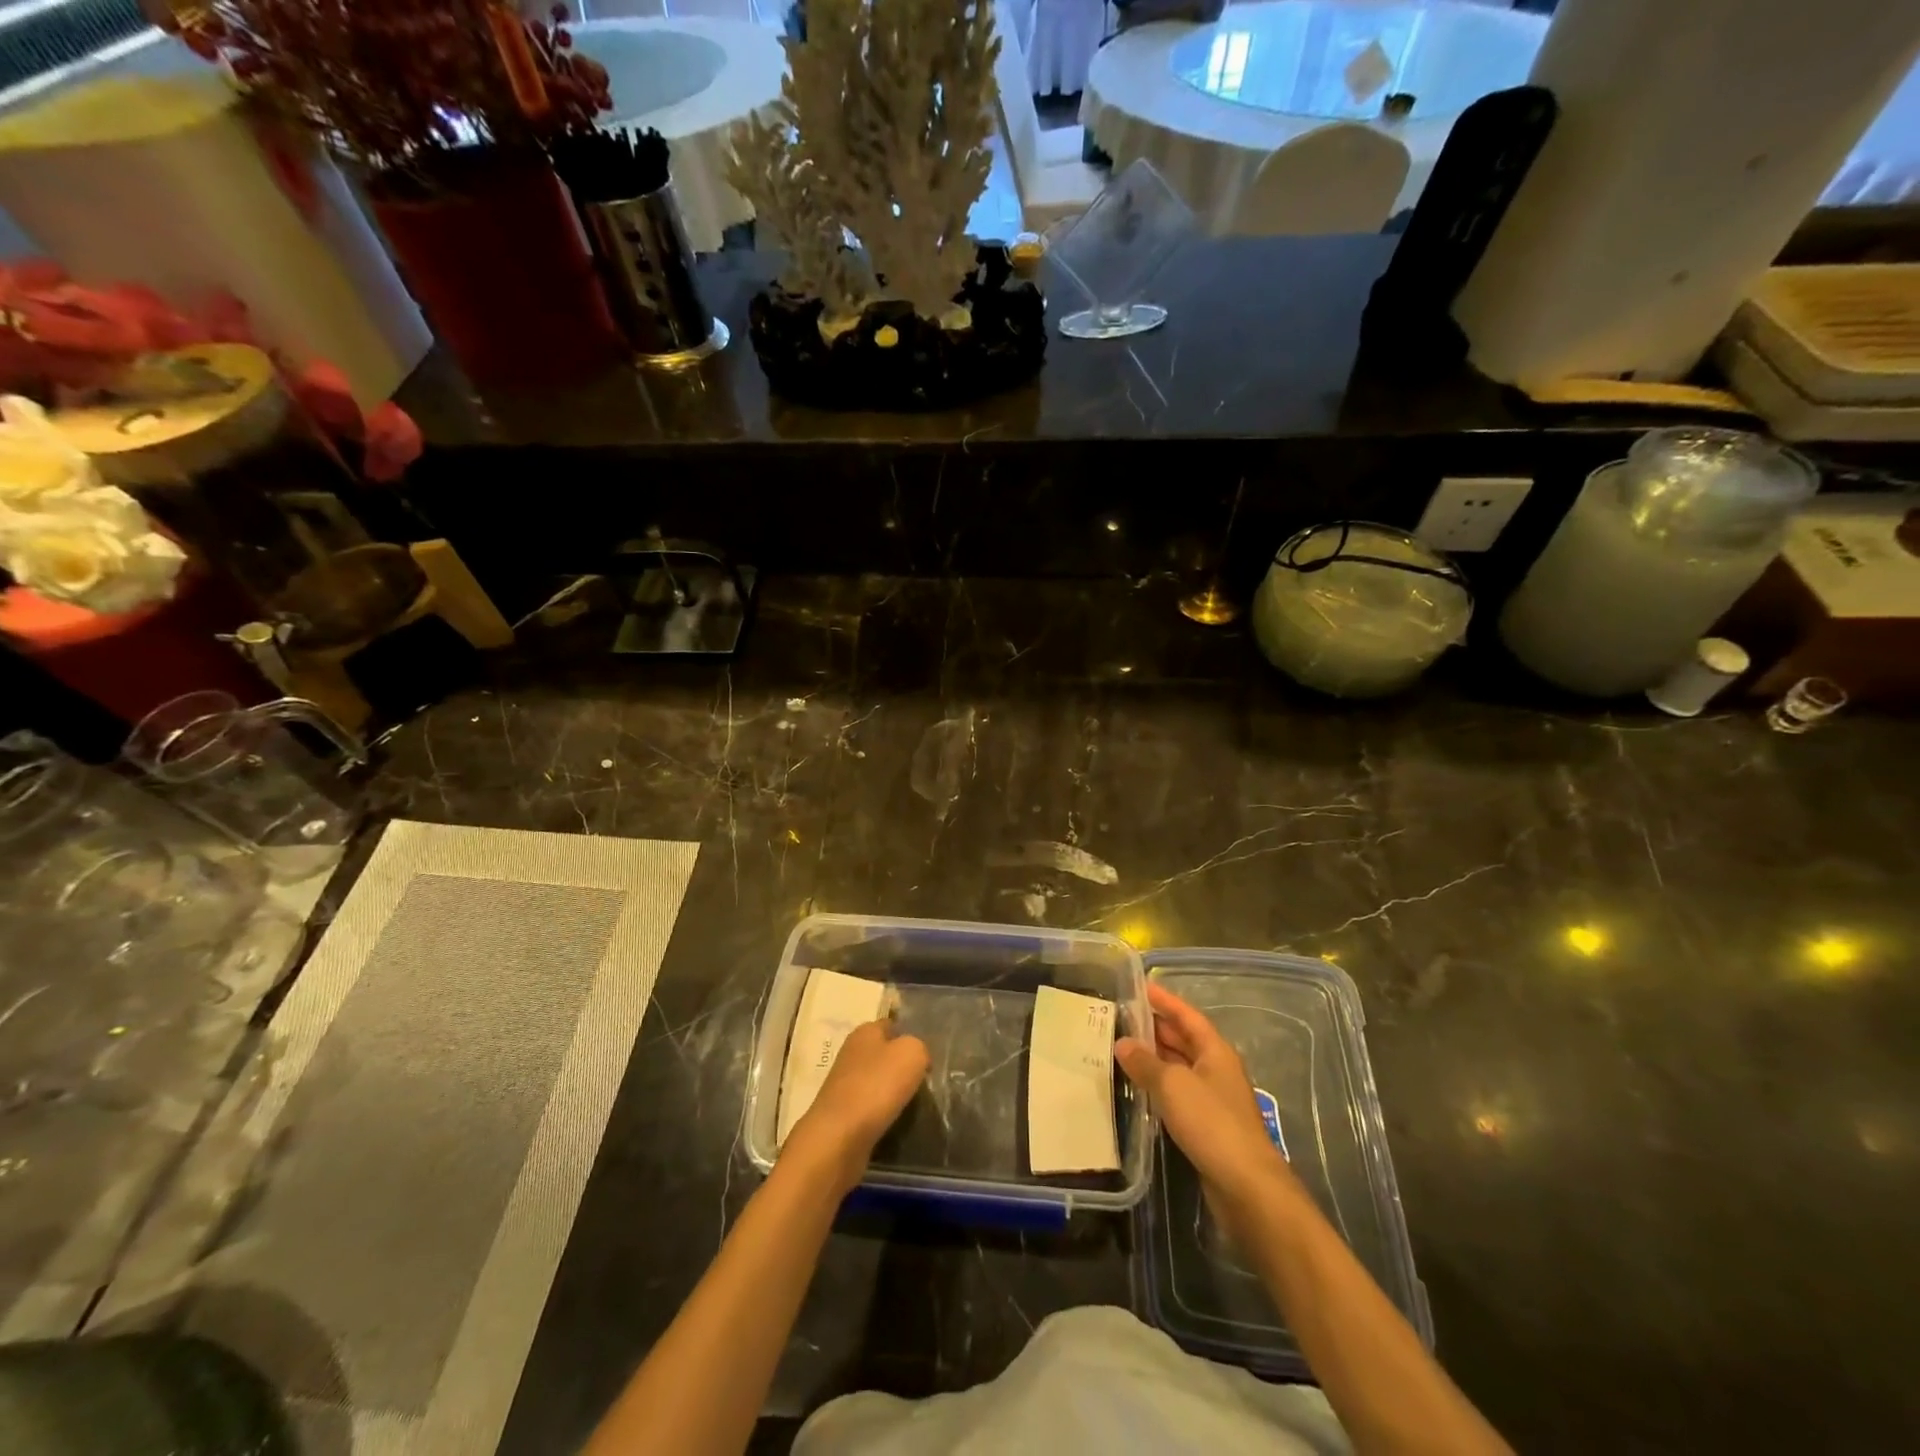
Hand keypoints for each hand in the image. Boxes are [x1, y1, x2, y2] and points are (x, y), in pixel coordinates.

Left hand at [783, 1019, 929, 1195]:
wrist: (839, 1139)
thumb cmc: (877, 1086)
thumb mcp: (912, 1053)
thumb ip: (920, 1047)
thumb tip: (918, 1058)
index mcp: (865, 1031)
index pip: (892, 1024)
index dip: (911, 1035)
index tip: (930, 1054)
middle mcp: (852, 1053)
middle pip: (886, 1055)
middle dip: (904, 1067)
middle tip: (928, 1081)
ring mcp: (845, 1085)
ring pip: (879, 1083)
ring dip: (895, 1093)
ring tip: (918, 1105)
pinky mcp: (843, 1115)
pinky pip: (872, 1108)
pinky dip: (885, 1115)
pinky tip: (899, 1123)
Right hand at [1117, 984, 1292, 1216]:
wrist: (1246, 1186)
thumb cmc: (1212, 1123)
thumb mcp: (1173, 1085)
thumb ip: (1146, 1062)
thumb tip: (1123, 1043)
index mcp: (1215, 1051)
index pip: (1187, 1016)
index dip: (1165, 1001)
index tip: (1141, 987)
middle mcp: (1216, 1070)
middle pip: (1184, 1041)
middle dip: (1156, 1028)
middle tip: (1123, 1017)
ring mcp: (1214, 1099)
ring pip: (1180, 1068)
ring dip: (1155, 1058)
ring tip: (1123, 1049)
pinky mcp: (1208, 1127)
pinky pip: (1179, 1094)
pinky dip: (1159, 1086)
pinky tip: (1139, 1089)